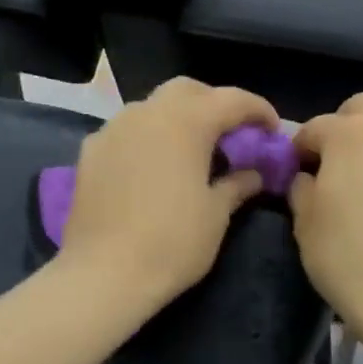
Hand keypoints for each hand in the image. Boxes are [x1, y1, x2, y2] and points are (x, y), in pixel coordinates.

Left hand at [59, 78, 278, 309]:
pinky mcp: (90, 151)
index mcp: (185, 122)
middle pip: (186, 91)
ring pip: (151, 107)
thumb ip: (237, 184)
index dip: (257, 110)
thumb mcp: (216, 215)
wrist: (104, 273)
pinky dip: (146, 137)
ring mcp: (112, 129)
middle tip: (230, 133)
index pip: (231, 100)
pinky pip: (125, 131)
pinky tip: (152, 166)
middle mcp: (146, 113)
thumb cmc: (172, 243)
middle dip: (213, 104)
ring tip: (190, 150)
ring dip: (176, 119)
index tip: (273, 129)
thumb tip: (252, 174)